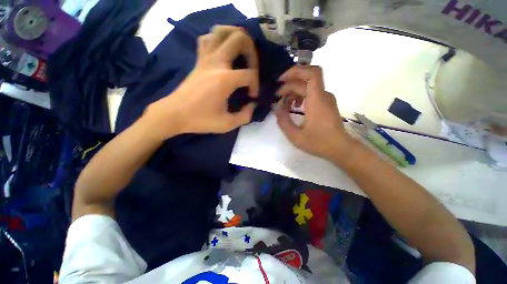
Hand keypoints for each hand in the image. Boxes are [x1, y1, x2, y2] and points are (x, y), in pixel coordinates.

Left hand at [144, 26, 258, 139]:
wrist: (174, 114)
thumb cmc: (201, 120)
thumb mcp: (227, 124)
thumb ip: (245, 116)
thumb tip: (252, 105)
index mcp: (225, 79)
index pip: (250, 74)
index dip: (255, 85)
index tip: (252, 97)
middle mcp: (216, 63)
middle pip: (239, 38)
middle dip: (251, 50)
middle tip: (252, 66)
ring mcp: (205, 58)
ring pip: (221, 31)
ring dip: (234, 37)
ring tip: (241, 52)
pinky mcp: (198, 60)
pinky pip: (207, 39)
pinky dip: (217, 40)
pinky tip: (223, 52)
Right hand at [276, 65, 355, 161]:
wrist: (340, 148)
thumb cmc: (319, 143)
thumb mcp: (296, 136)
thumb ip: (283, 122)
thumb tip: (277, 109)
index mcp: (317, 100)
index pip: (311, 73)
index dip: (295, 71)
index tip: (281, 80)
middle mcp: (323, 95)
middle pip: (304, 81)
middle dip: (288, 86)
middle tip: (276, 98)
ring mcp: (326, 99)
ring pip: (307, 87)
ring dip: (293, 92)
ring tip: (284, 105)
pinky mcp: (326, 104)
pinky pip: (311, 94)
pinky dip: (300, 97)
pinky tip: (294, 107)